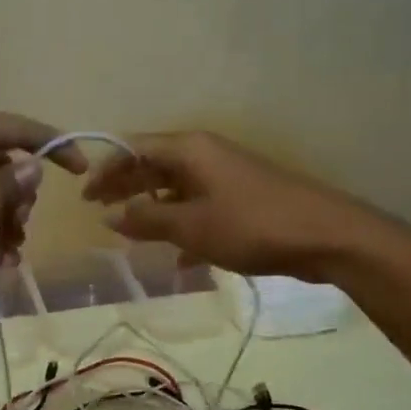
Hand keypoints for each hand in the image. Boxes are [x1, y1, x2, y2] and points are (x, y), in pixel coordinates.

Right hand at [83, 131, 401, 280]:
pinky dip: (184, 229)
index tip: (84, 197)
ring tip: (130, 235)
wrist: (326, 236)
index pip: (135, 149)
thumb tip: (109, 216)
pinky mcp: (243, 201)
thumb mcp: (190, 225)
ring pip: (177, 190)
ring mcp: (227, 178)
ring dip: (153, 211)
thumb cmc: (251, 225)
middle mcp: (206, 156)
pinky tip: (178, 260)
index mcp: (190, 150)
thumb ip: (146, 220)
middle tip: (98, 211)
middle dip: (125, 188)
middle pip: (154, 166)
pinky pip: (200, 210)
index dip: (106, 170)